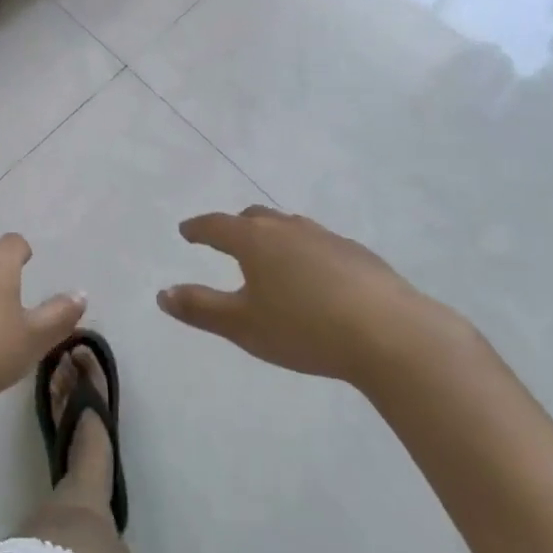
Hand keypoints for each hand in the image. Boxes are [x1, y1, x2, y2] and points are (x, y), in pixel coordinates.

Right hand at [158, 205, 461, 391]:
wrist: (391, 334)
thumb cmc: (305, 329)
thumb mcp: (244, 326)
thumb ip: (200, 308)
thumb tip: (161, 293)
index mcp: (254, 240)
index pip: (216, 225)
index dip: (198, 229)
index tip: (186, 231)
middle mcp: (287, 229)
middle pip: (254, 218)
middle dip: (236, 227)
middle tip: (227, 241)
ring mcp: (326, 237)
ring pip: (290, 228)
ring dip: (274, 237)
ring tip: (272, 257)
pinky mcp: (358, 254)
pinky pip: (320, 244)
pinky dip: (306, 252)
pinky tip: (317, 277)